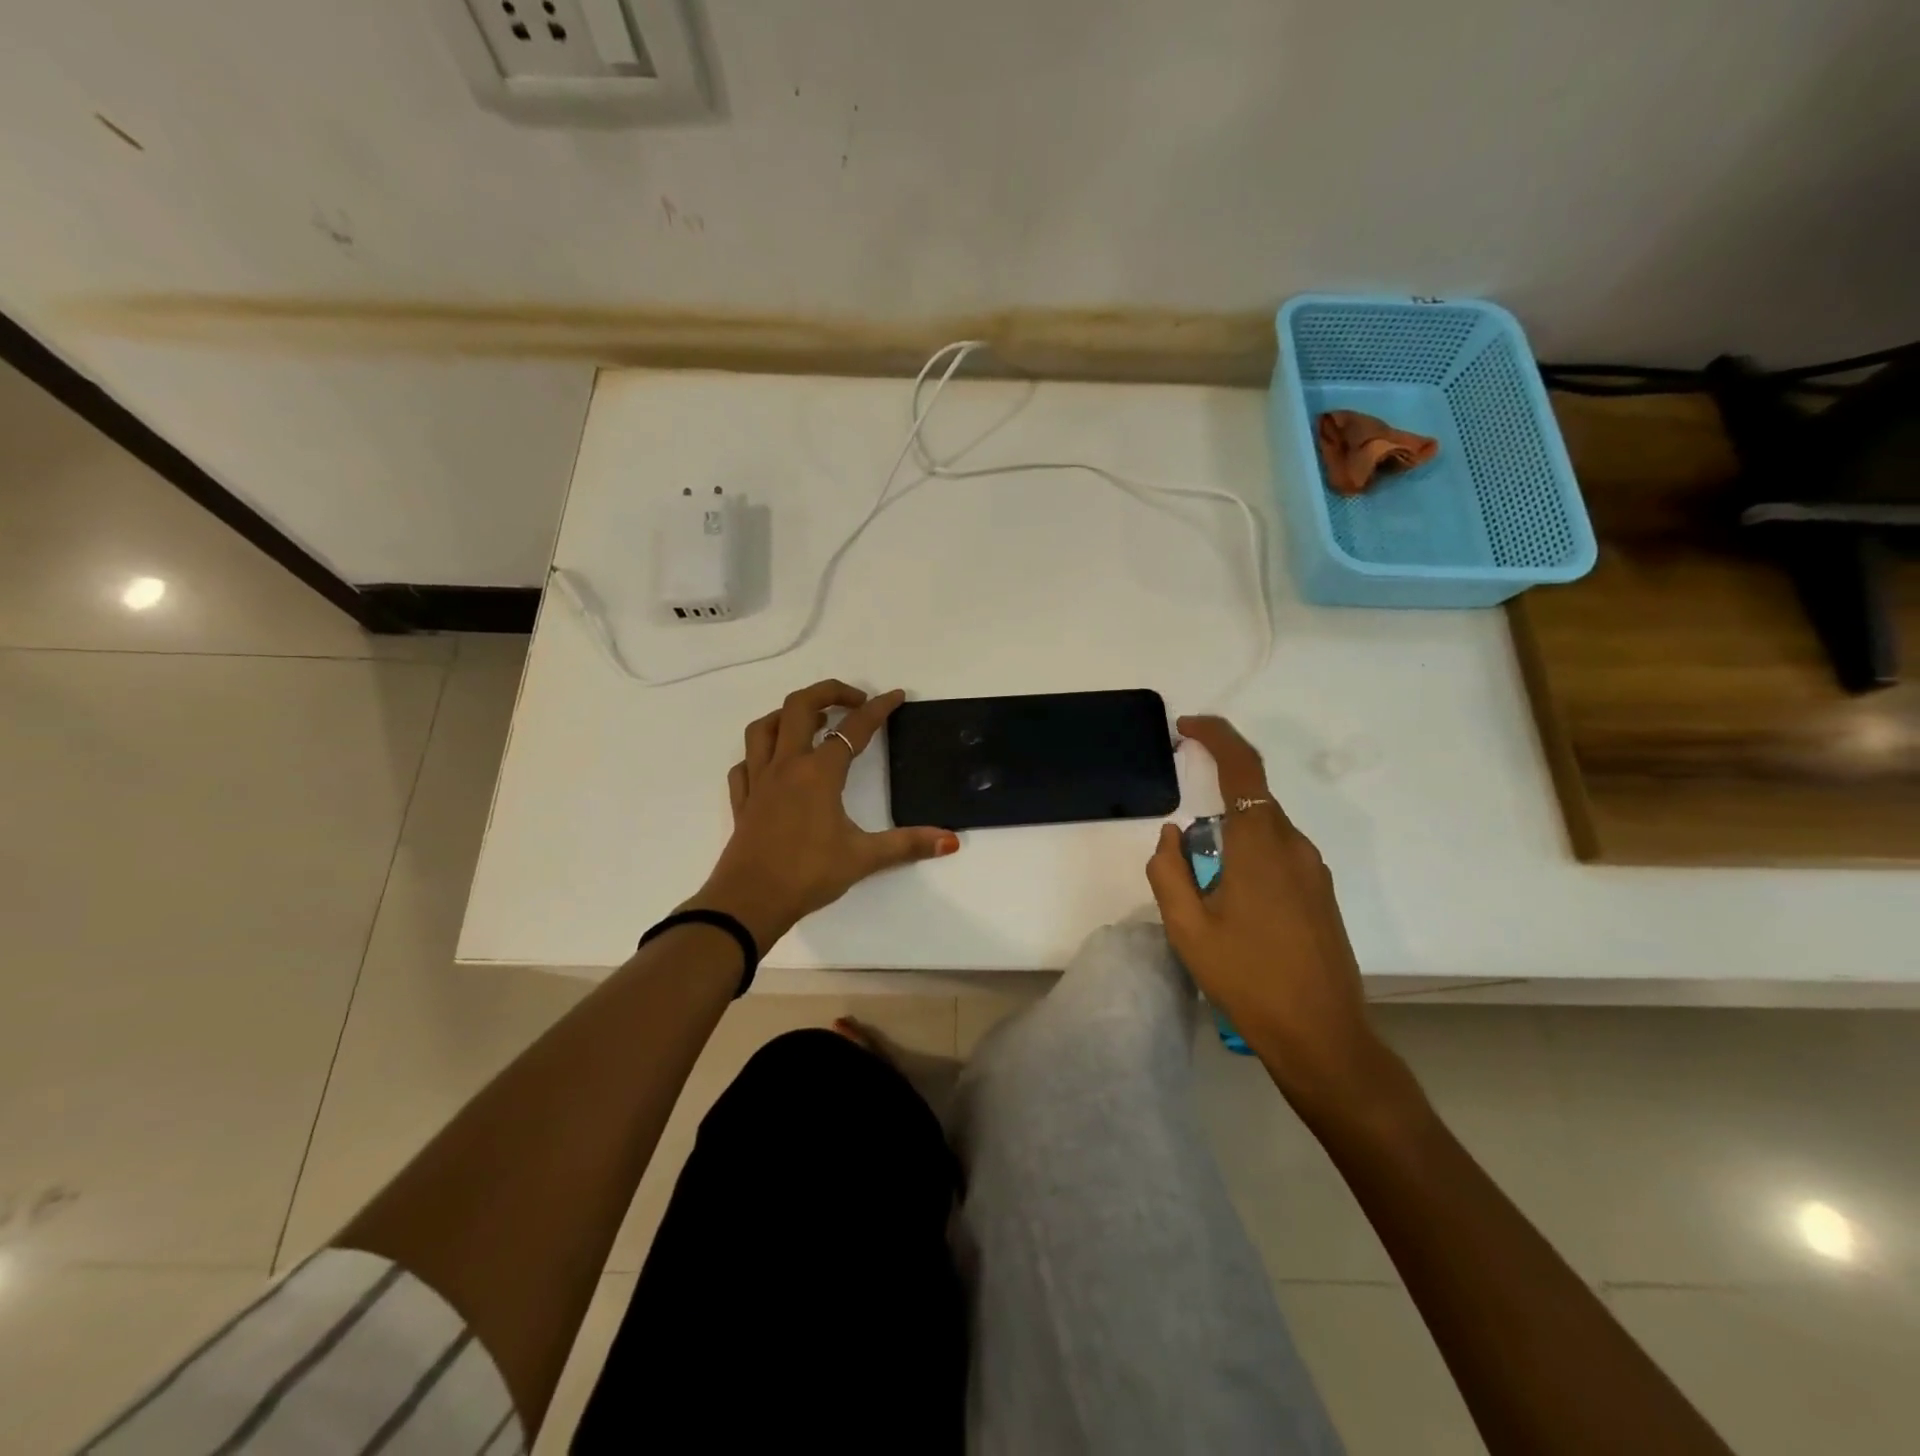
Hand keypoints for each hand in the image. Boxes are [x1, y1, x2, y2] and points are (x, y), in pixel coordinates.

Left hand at [689, 680, 958, 950]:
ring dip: (788, 715)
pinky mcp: (743, 801)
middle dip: (828, 692)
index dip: (878, 709)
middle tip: (854, 700)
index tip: (895, 697)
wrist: (749, 902)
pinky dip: (760, 753)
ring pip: (764, 728)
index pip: (854, 729)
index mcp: (818, 773)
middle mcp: (786, 766)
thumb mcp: (863, 858)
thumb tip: (950, 840)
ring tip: (812, 722)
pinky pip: (746, 763)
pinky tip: (774, 764)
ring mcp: (759, 781)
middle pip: (799, 707)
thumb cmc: (808, 874)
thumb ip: (907, 845)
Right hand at [1146, 715, 1394, 1116]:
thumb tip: (1172, 833)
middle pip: (1251, 798)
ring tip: (1205, 894)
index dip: (1215, 736)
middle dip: (1212, 803)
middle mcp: (1293, 846)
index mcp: (1260, 845)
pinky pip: (1278, 854)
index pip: (1241, 767)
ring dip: (1229, 839)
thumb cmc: (1248, 980)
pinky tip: (1233, 906)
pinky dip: (1248, 857)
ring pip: (1264, 829)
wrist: (1322, 1036)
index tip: (1186, 727)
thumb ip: (1168, 871)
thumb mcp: (1187, 928)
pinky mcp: (1321, 893)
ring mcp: (1313, 870)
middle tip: (1182, 850)